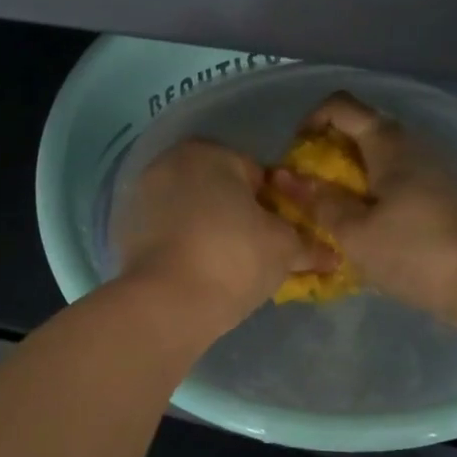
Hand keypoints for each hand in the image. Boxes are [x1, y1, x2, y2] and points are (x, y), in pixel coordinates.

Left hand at [114, 139, 331, 330]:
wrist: (166, 303)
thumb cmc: (233, 258)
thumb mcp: (284, 248)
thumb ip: (308, 244)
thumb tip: (332, 255)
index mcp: (208, 152)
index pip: (256, 174)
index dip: (275, 205)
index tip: (281, 235)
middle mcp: (168, 162)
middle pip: (219, 188)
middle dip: (238, 214)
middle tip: (256, 251)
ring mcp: (141, 195)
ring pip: (190, 208)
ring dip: (208, 228)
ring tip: (226, 266)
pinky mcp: (123, 228)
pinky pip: (166, 230)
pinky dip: (181, 243)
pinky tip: (195, 270)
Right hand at [269, 92, 456, 323]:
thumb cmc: (413, 252)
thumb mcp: (354, 232)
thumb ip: (319, 201)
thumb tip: (288, 178)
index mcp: (388, 143)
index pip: (341, 105)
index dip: (311, 120)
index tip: (296, 155)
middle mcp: (410, 145)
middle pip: (359, 130)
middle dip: (326, 153)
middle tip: (307, 189)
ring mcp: (428, 170)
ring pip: (376, 158)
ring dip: (347, 177)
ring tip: (329, 212)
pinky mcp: (438, 195)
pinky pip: (393, 181)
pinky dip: (370, 193)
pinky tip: (361, 228)